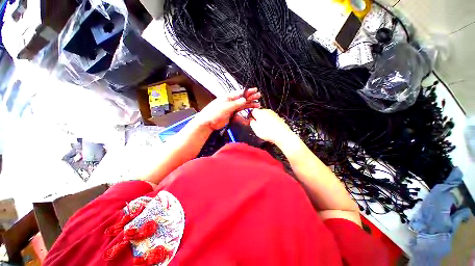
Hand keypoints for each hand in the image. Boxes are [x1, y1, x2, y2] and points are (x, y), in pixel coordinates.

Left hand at [197, 88, 260, 130]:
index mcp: (228, 97)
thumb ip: (236, 103)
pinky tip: (250, 111)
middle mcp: (231, 102)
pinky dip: (245, 111)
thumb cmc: (214, 113)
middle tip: (258, 96)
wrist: (208, 123)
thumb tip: (244, 99)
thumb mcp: (226, 107)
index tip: (255, 90)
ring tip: (258, 104)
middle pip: (243, 99)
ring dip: (250, 104)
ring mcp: (231, 108)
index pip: (240, 93)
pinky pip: (240, 112)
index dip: (248, 92)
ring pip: (243, 105)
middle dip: (251, 97)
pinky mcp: (232, 114)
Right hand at [249, 109, 294, 144]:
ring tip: (265, 129)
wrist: (282, 135)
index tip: (251, 121)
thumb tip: (250, 120)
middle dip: (258, 118)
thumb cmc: (268, 132)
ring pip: (265, 116)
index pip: (252, 111)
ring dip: (264, 121)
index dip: (251, 116)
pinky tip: (270, 129)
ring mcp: (273, 114)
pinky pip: (271, 119)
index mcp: (260, 112)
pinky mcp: (278, 117)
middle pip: (259, 113)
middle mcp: (267, 111)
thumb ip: (251, 122)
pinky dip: (270, 123)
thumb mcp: (255, 129)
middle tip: (257, 127)